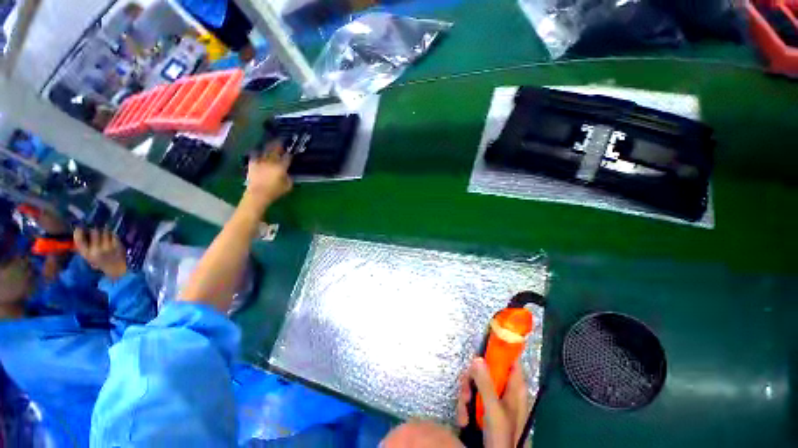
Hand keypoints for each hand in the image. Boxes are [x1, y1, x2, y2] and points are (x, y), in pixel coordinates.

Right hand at [74, 228, 127, 279]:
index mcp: (87, 254)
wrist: (116, 269)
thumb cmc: (101, 262)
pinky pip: (114, 235)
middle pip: (94, 232)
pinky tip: (112, 238)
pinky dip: (113, 235)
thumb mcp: (89, 256)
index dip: (78, 232)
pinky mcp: (117, 245)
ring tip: (105, 236)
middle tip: (97, 231)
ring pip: (105, 231)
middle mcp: (96, 250)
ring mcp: (107, 247)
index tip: (79, 228)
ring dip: (105, 231)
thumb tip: (80, 231)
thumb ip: (85, 246)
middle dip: (95, 230)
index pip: (79, 240)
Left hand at [244, 141, 292, 208]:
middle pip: (276, 151)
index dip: (290, 155)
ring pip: (266, 151)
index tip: (291, 153)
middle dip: (279, 146)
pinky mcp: (253, 164)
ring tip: (271, 144)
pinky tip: (259, 152)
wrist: (258, 194)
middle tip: (281, 142)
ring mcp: (261, 162)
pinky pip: (256, 155)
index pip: (287, 158)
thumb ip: (289, 178)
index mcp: (281, 166)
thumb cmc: (275, 191)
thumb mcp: (288, 186)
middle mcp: (271, 161)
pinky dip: (258, 153)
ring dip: (269, 147)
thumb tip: (288, 174)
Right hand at [457, 358, 529, 447]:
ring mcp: (495, 401)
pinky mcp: (485, 409)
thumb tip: (476, 357)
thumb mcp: (493, 409)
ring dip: (466, 396)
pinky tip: (464, 420)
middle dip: (472, 379)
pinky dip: (465, 407)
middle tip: (466, 390)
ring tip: (464, 413)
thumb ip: (485, 383)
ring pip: (477, 383)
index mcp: (515, 388)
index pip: (511, 360)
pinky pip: (473, 398)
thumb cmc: (502, 435)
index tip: (485, 342)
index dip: (500, 349)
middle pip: (487, 370)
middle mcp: (505, 391)